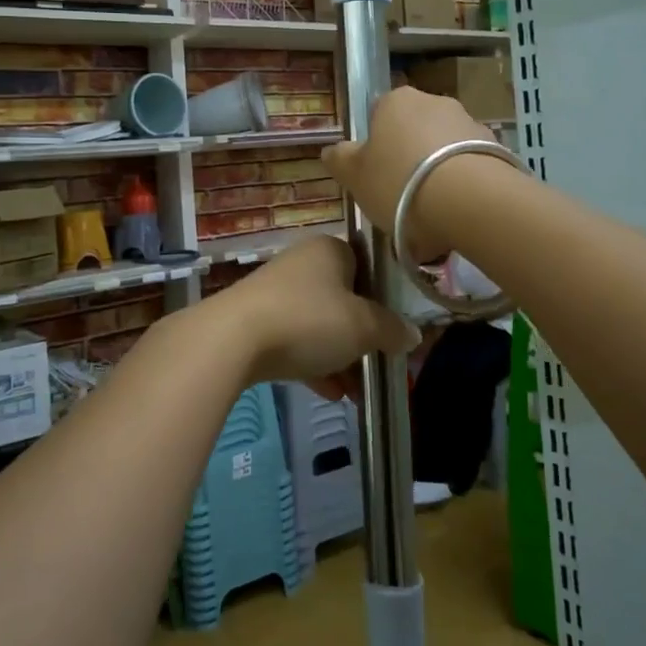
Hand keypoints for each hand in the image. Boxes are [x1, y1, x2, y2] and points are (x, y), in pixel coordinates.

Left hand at [208, 235, 417, 383]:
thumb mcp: (362, 327)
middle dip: (361, 338)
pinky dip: (313, 365)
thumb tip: (413, 335)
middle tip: (377, 366)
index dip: (383, 300)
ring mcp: (276, 293)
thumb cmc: (309, 320)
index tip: (393, 332)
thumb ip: (391, 330)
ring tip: (356, 393)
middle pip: (343, 300)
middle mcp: (302, 264)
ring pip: (319, 325)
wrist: (233, 339)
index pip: (367, 267)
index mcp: (330, 250)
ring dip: (339, 358)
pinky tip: (330, 395)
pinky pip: (295, 341)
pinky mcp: (256, 321)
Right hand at [321, 87, 496, 260]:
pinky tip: (457, 216)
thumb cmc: (399, 182)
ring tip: (432, 215)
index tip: (375, 174)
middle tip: (401, 198)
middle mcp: (435, 101)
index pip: (378, 114)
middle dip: (409, 159)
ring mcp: (470, 122)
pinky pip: (470, 167)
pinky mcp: (497, 148)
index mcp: (396, 101)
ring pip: (443, 150)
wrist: (471, 201)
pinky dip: (462, 186)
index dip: (375, 145)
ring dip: (437, 174)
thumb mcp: (354, 176)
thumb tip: (331, 151)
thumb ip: (340, 160)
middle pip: (414, 131)